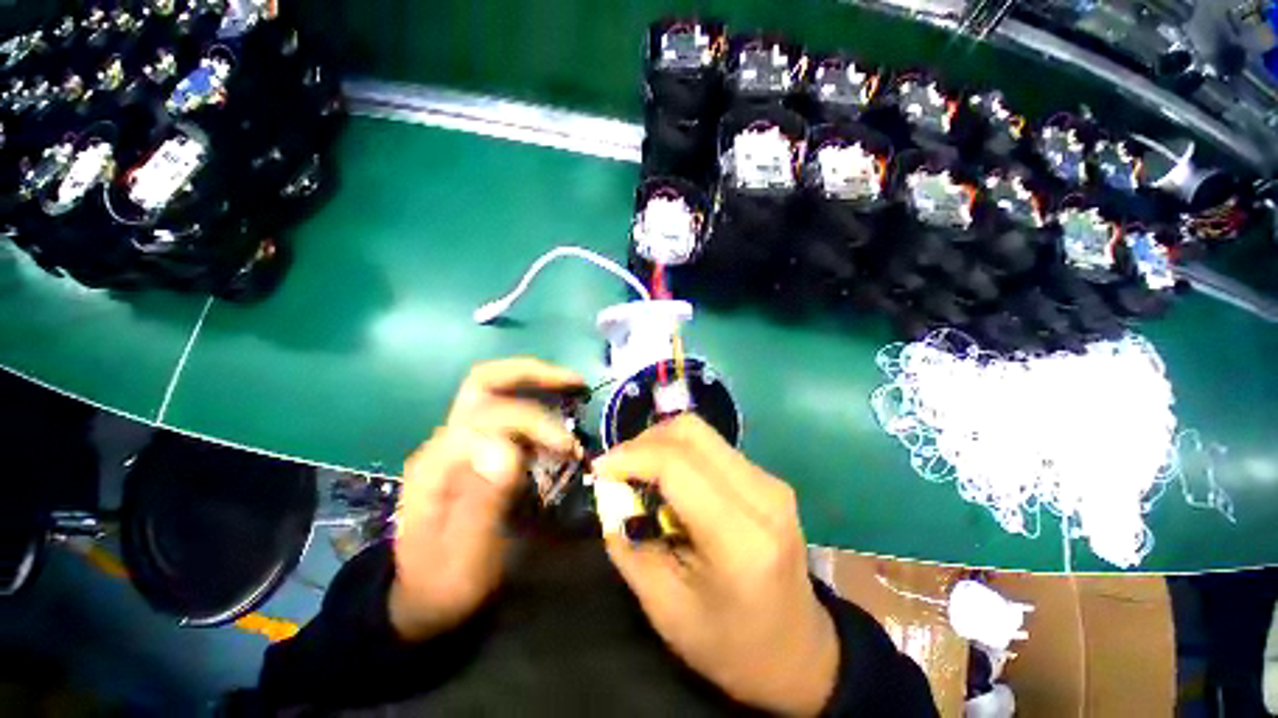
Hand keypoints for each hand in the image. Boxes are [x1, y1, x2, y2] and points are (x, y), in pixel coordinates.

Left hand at [390, 358, 583, 640]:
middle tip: (575, 381)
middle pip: (485, 382)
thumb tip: (507, 446)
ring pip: (496, 390)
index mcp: (438, 463)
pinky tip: (559, 423)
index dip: (536, 422)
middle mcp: (446, 441)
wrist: (423, 598)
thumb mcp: (466, 556)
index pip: (491, 415)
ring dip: (538, 386)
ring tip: (576, 394)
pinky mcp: (475, 450)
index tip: (569, 448)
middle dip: (532, 374)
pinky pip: (507, 411)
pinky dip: (537, 406)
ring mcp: (460, 442)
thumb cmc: (446, 582)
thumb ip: (483, 500)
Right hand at [594, 415, 838, 715]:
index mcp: (741, 538)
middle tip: (618, 469)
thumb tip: (608, 492)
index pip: (677, 465)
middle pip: (691, 432)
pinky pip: (713, 447)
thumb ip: (627, 543)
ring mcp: (770, 481)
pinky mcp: (768, 478)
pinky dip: (680, 453)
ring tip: (639, 474)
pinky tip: (668, 481)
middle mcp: (763, 495)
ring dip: (661, 444)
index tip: (600, 468)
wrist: (799, 651)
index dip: (631, 456)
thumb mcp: (664, 608)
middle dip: (644, 441)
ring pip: (701, 432)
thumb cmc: (730, 645)